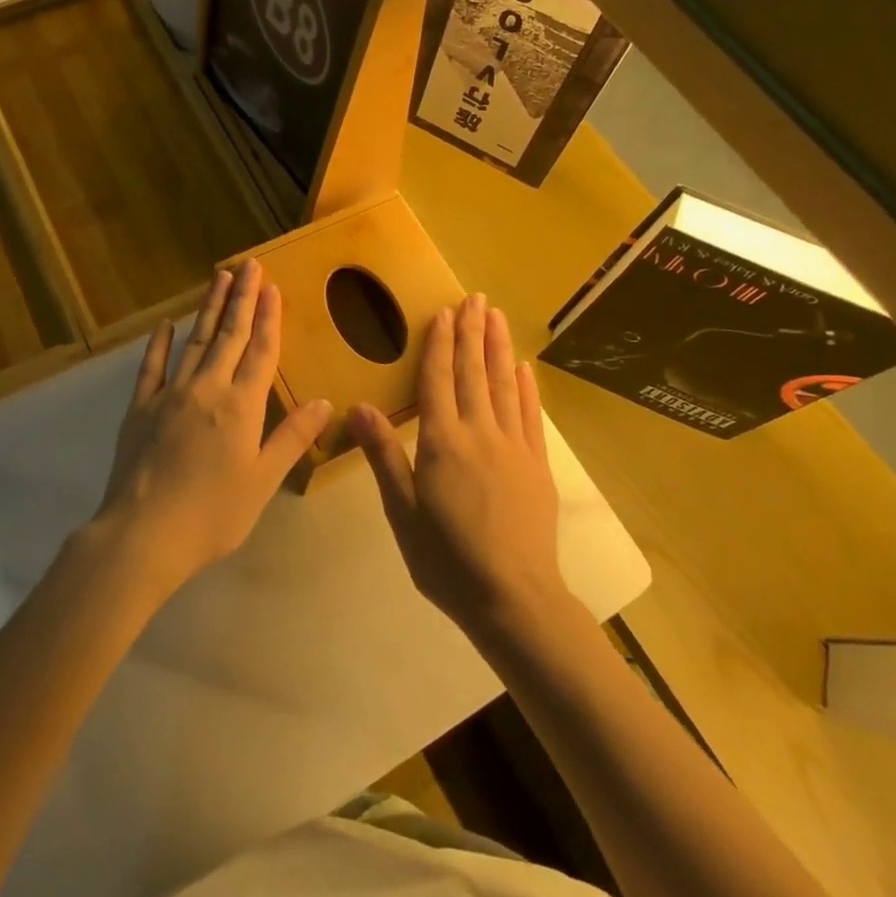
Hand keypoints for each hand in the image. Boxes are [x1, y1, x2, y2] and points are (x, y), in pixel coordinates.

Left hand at [90, 259, 332, 600]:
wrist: (143, 533)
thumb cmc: (213, 514)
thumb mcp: (263, 481)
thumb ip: (292, 438)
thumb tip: (324, 402)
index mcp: (241, 406)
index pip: (260, 350)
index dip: (269, 317)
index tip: (272, 286)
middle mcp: (207, 388)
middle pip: (229, 335)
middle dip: (242, 298)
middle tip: (249, 265)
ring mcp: (170, 394)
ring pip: (195, 341)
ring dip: (209, 308)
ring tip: (219, 278)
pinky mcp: (140, 408)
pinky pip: (152, 367)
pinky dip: (160, 343)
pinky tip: (166, 324)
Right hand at [350, 293, 568, 637]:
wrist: (513, 598)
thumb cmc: (446, 559)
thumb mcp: (402, 512)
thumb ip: (383, 455)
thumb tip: (357, 407)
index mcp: (442, 442)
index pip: (438, 380)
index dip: (439, 344)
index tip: (444, 313)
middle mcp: (480, 433)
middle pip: (473, 373)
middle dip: (472, 333)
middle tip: (474, 298)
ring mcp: (513, 447)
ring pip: (504, 385)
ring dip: (499, 348)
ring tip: (497, 316)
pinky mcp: (537, 465)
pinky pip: (530, 415)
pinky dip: (526, 387)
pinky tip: (524, 367)